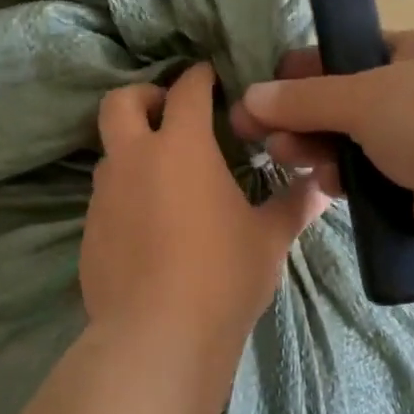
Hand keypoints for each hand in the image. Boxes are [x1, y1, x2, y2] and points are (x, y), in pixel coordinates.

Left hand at [82, 63, 327, 355]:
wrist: (158, 336)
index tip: (210, 77)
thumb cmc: (222, 276)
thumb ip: (295, 204)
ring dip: (133, 150)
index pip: (187, 90)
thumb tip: (324, 185)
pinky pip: (105, 198)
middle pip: (120, 102)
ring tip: (165, 178)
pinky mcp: (89, 232)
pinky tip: (149, 228)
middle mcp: (134, 160)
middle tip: (168, 113)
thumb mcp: (269, 239)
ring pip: (110, 153)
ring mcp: (104, 196)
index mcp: (182, 147)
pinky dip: (125, 195)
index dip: (199, 77)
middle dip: (143, 96)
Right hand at [228, 29, 413, 251]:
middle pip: (348, 101)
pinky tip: (328, 185)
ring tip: (287, 157)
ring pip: (357, 141)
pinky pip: (374, 175)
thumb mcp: (361, 97)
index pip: (351, 53)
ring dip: (319, 148)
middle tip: (262, 134)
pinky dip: (348, 178)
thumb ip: (303, 99)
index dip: (306, 69)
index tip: (268, 90)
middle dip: (303, 116)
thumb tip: (249, 99)